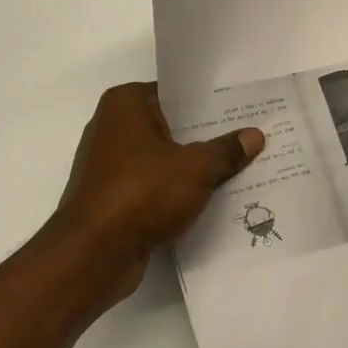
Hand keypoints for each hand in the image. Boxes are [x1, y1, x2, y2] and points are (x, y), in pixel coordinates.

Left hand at [48, 82, 264, 308]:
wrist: (93, 255)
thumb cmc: (142, 193)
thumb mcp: (197, 168)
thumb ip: (226, 150)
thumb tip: (254, 136)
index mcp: (125, 104)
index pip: (177, 93)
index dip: (211, 101)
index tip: (243, 107)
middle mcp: (112, 128)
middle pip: (172, 125)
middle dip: (207, 135)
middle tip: (251, 136)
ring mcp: (110, 165)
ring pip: (165, 158)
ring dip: (194, 167)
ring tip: (239, 166)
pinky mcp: (113, 198)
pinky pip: (155, 186)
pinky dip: (178, 191)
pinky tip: (212, 198)